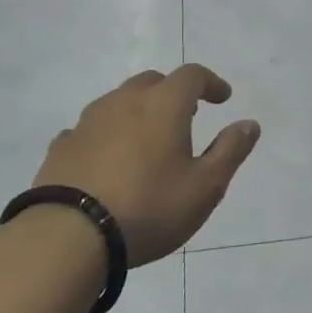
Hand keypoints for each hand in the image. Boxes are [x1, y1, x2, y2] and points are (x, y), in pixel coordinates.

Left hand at [32, 64, 259, 266]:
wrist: (68, 237)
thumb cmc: (149, 207)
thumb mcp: (205, 186)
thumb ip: (230, 151)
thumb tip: (249, 123)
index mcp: (163, 105)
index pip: (192, 75)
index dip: (211, 82)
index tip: (223, 98)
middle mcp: (124, 102)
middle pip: (153, 81)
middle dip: (173, 92)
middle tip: (187, 115)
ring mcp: (88, 122)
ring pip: (118, 101)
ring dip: (137, 111)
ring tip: (146, 138)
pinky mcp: (61, 147)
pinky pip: (90, 129)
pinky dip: (106, 135)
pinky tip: (107, 159)